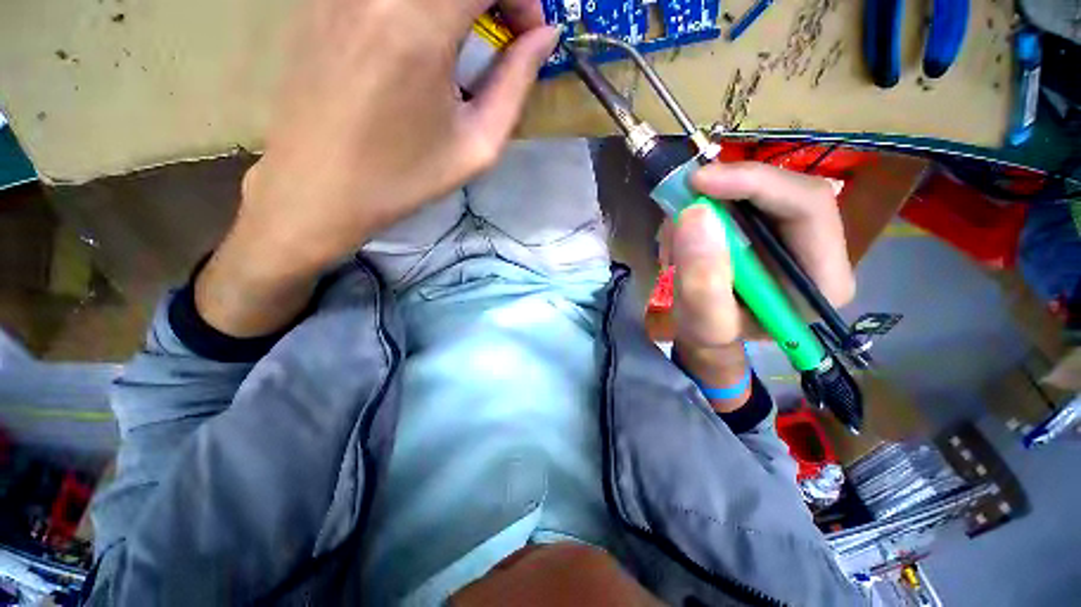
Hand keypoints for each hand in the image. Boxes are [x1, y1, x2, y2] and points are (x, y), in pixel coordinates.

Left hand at [196, 0, 558, 336]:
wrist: (317, 189)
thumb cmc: (404, 178)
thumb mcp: (476, 146)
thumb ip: (515, 84)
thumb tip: (544, 37)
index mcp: (417, 25)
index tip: (530, 33)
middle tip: (506, 29)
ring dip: (458, 0)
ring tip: (467, 36)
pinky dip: (421, 7)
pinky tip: (424, 38)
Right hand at [663, 162, 854, 409]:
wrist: (709, 339)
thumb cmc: (711, 339)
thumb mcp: (703, 322)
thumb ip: (702, 279)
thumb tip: (694, 213)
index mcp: (821, 281)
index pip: (808, 207)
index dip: (755, 184)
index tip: (699, 183)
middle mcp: (819, 252)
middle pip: (786, 191)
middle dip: (730, 188)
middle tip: (681, 194)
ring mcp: (794, 238)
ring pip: (760, 193)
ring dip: (712, 200)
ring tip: (675, 231)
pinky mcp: (769, 231)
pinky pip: (742, 201)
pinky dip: (707, 207)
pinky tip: (684, 233)